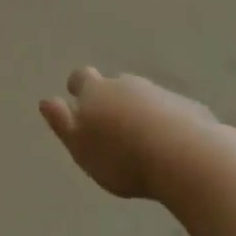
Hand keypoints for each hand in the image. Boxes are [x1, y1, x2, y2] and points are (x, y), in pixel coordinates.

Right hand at [39, 67, 217, 199]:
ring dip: (140, 112)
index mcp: (96, 92)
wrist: (186, 158)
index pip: (81, 78)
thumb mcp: (81, 147)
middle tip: (112, 126)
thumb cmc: (122, 157)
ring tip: (141, 140)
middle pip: (115, 85)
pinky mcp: (190, 109)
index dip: (78, 87)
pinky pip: (172, 113)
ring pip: (144, 98)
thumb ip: (62, 123)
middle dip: (112, 100)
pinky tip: (171, 148)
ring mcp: (161, 94)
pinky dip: (167, 124)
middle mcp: (127, 85)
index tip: (78, 100)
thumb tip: (45, 101)